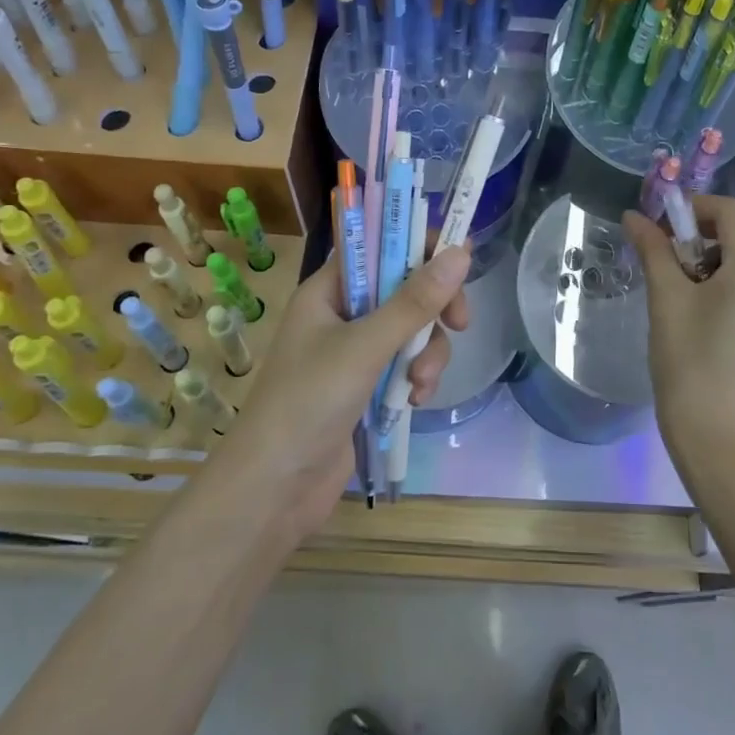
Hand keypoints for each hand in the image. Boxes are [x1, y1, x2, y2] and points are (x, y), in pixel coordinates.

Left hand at [216, 245, 470, 536]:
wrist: (273, 489)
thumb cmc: (308, 402)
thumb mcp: (365, 347)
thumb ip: (414, 302)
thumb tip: (462, 253)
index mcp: (328, 291)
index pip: (378, 246)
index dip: (418, 245)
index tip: (459, 259)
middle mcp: (341, 314)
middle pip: (403, 288)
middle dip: (433, 309)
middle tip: (459, 323)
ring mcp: (353, 352)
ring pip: (411, 331)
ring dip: (427, 353)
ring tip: (421, 383)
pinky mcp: (365, 387)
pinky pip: (405, 365)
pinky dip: (416, 378)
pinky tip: (415, 401)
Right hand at [622, 195, 734, 486]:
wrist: (726, 446)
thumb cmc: (692, 366)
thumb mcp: (666, 301)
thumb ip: (653, 250)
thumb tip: (633, 216)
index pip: (731, 211)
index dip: (693, 208)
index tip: (657, 225)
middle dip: (700, 234)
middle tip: (660, 256)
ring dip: (711, 258)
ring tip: (673, 286)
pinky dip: (726, 281)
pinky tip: (696, 308)